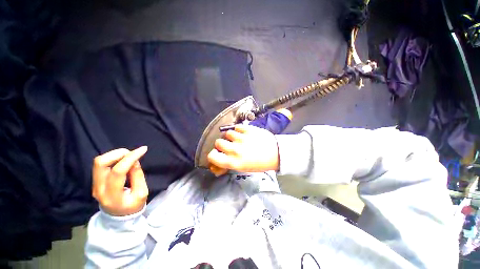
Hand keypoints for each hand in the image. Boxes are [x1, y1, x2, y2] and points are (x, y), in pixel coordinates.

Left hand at [92, 146, 148, 215]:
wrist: (118, 218)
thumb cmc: (133, 206)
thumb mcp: (141, 193)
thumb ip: (138, 176)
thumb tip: (135, 161)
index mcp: (113, 195)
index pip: (118, 171)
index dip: (131, 157)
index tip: (143, 149)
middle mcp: (99, 189)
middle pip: (101, 163)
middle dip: (118, 153)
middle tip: (131, 153)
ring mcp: (94, 185)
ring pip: (98, 162)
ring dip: (114, 155)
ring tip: (128, 155)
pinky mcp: (95, 182)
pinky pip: (101, 165)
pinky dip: (112, 159)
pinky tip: (122, 160)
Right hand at [207, 125, 278, 173]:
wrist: (276, 153)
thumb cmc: (260, 163)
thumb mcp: (243, 168)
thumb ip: (229, 164)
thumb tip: (217, 164)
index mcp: (233, 162)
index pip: (212, 156)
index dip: (213, 155)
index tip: (217, 154)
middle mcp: (235, 150)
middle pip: (218, 142)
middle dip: (222, 144)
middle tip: (229, 145)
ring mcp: (242, 138)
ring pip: (227, 134)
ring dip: (231, 137)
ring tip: (238, 139)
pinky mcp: (248, 130)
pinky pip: (236, 128)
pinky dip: (238, 131)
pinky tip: (244, 134)